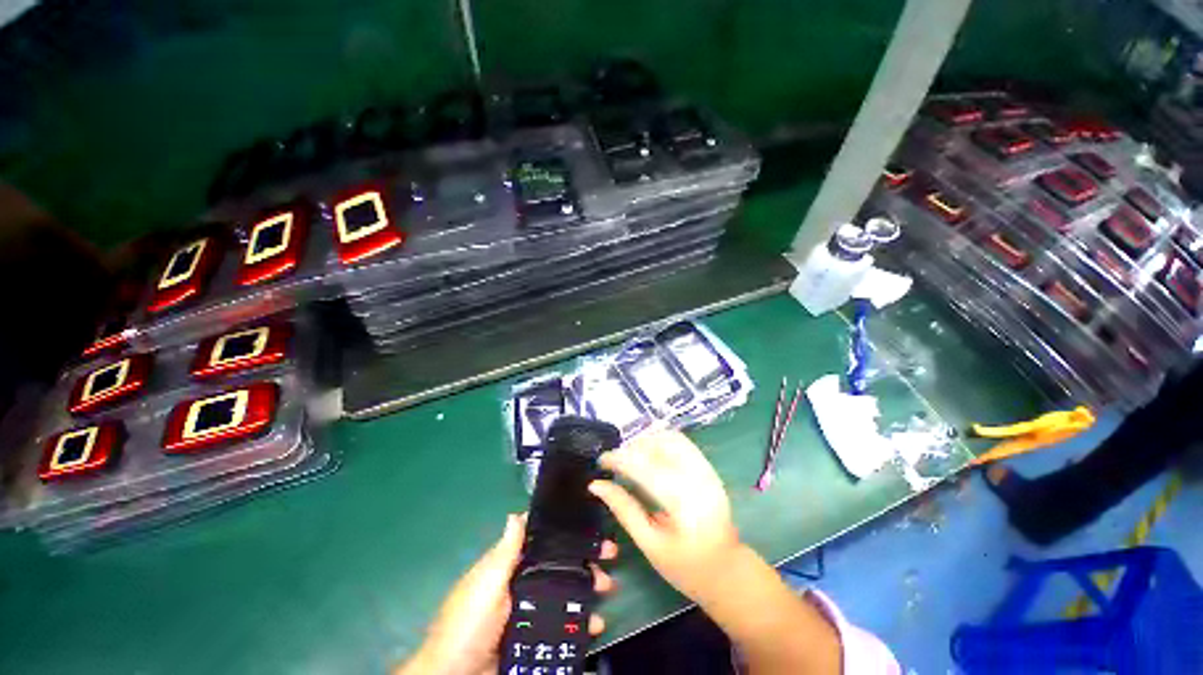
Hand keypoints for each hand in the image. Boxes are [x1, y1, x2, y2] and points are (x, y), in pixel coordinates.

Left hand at [397, 514, 617, 674]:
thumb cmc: (468, 623)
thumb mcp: (486, 585)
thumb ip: (504, 553)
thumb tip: (516, 514)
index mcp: (509, 565)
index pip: (541, 540)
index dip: (564, 531)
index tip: (590, 524)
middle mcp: (523, 583)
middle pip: (559, 565)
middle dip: (584, 560)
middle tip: (610, 557)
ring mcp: (531, 611)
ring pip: (565, 593)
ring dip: (588, 589)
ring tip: (608, 591)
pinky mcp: (536, 636)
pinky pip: (563, 624)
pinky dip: (581, 622)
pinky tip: (596, 624)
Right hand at [588, 430, 740, 602]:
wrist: (727, 571)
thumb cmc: (685, 567)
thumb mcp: (649, 544)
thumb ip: (623, 509)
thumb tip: (596, 485)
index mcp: (683, 503)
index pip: (644, 467)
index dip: (619, 459)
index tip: (600, 461)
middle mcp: (698, 478)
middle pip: (658, 445)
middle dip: (632, 448)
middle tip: (616, 463)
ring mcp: (707, 470)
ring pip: (671, 438)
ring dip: (647, 442)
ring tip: (632, 458)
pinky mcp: (709, 467)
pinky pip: (682, 443)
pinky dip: (661, 442)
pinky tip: (650, 457)